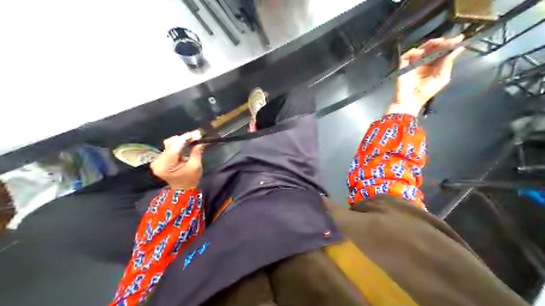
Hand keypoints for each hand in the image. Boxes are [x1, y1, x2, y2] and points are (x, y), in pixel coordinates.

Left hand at [149, 131, 204, 189]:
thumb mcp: (195, 166)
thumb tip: (200, 142)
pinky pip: (169, 148)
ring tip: (191, 140)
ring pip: (169, 144)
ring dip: (181, 141)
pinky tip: (185, 144)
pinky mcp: (160, 159)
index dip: (185, 139)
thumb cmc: (190, 179)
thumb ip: (196, 153)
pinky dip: (178, 145)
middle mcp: (158, 162)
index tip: (195, 133)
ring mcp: (157, 160)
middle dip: (183, 139)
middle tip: (195, 136)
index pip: (174, 148)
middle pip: (170, 144)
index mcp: (165, 166)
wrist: (183, 189)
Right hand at [387, 34, 462, 115]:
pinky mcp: (404, 66)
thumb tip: (459, 48)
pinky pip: (407, 56)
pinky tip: (419, 52)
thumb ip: (448, 63)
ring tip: (437, 42)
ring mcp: (414, 64)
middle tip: (448, 40)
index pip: (442, 53)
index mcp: (435, 67)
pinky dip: (413, 52)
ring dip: (429, 44)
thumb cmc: (426, 92)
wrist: (410, 101)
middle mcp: (425, 63)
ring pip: (421, 49)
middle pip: (432, 49)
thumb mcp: (442, 78)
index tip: (459, 38)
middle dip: (440, 43)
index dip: (449, 45)